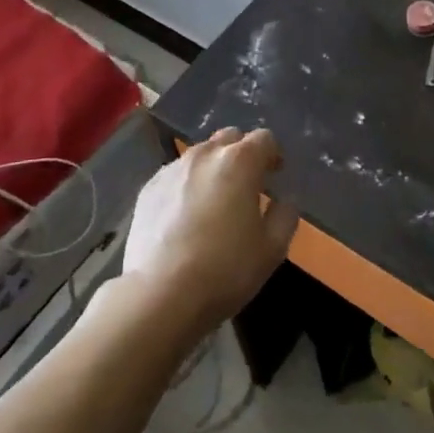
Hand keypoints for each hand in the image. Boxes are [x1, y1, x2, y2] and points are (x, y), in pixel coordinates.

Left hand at [120, 128, 298, 333]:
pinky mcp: (148, 188)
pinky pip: (176, 175)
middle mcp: (205, 154)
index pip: (264, 138)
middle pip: (230, 138)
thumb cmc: (224, 270)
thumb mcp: (272, 249)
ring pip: (200, 155)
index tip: (275, 175)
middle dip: (242, 154)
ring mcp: (172, 168)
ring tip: (215, 202)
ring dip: (213, 169)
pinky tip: (185, 217)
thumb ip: (285, 215)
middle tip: (247, 185)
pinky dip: (187, 185)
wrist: (159, 294)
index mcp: (239, 161)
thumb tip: (283, 200)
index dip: (274, 154)